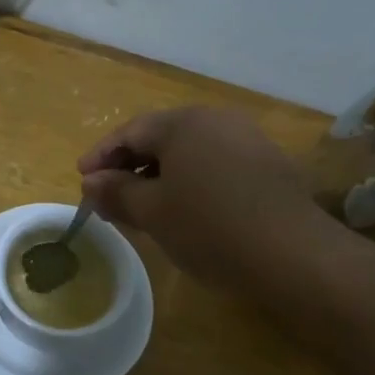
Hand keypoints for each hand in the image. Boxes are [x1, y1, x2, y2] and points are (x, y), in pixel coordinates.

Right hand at [77, 107, 318, 287]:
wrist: (293, 254)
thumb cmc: (209, 227)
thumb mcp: (152, 212)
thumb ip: (117, 192)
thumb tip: (91, 182)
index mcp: (183, 123)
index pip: (130, 132)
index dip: (101, 156)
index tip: (82, 180)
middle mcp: (216, 120)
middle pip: (161, 138)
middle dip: (130, 167)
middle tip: (108, 197)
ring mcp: (246, 140)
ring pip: (189, 153)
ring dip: (160, 177)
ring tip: (143, 208)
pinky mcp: (267, 166)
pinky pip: (214, 166)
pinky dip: (190, 183)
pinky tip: (185, 211)